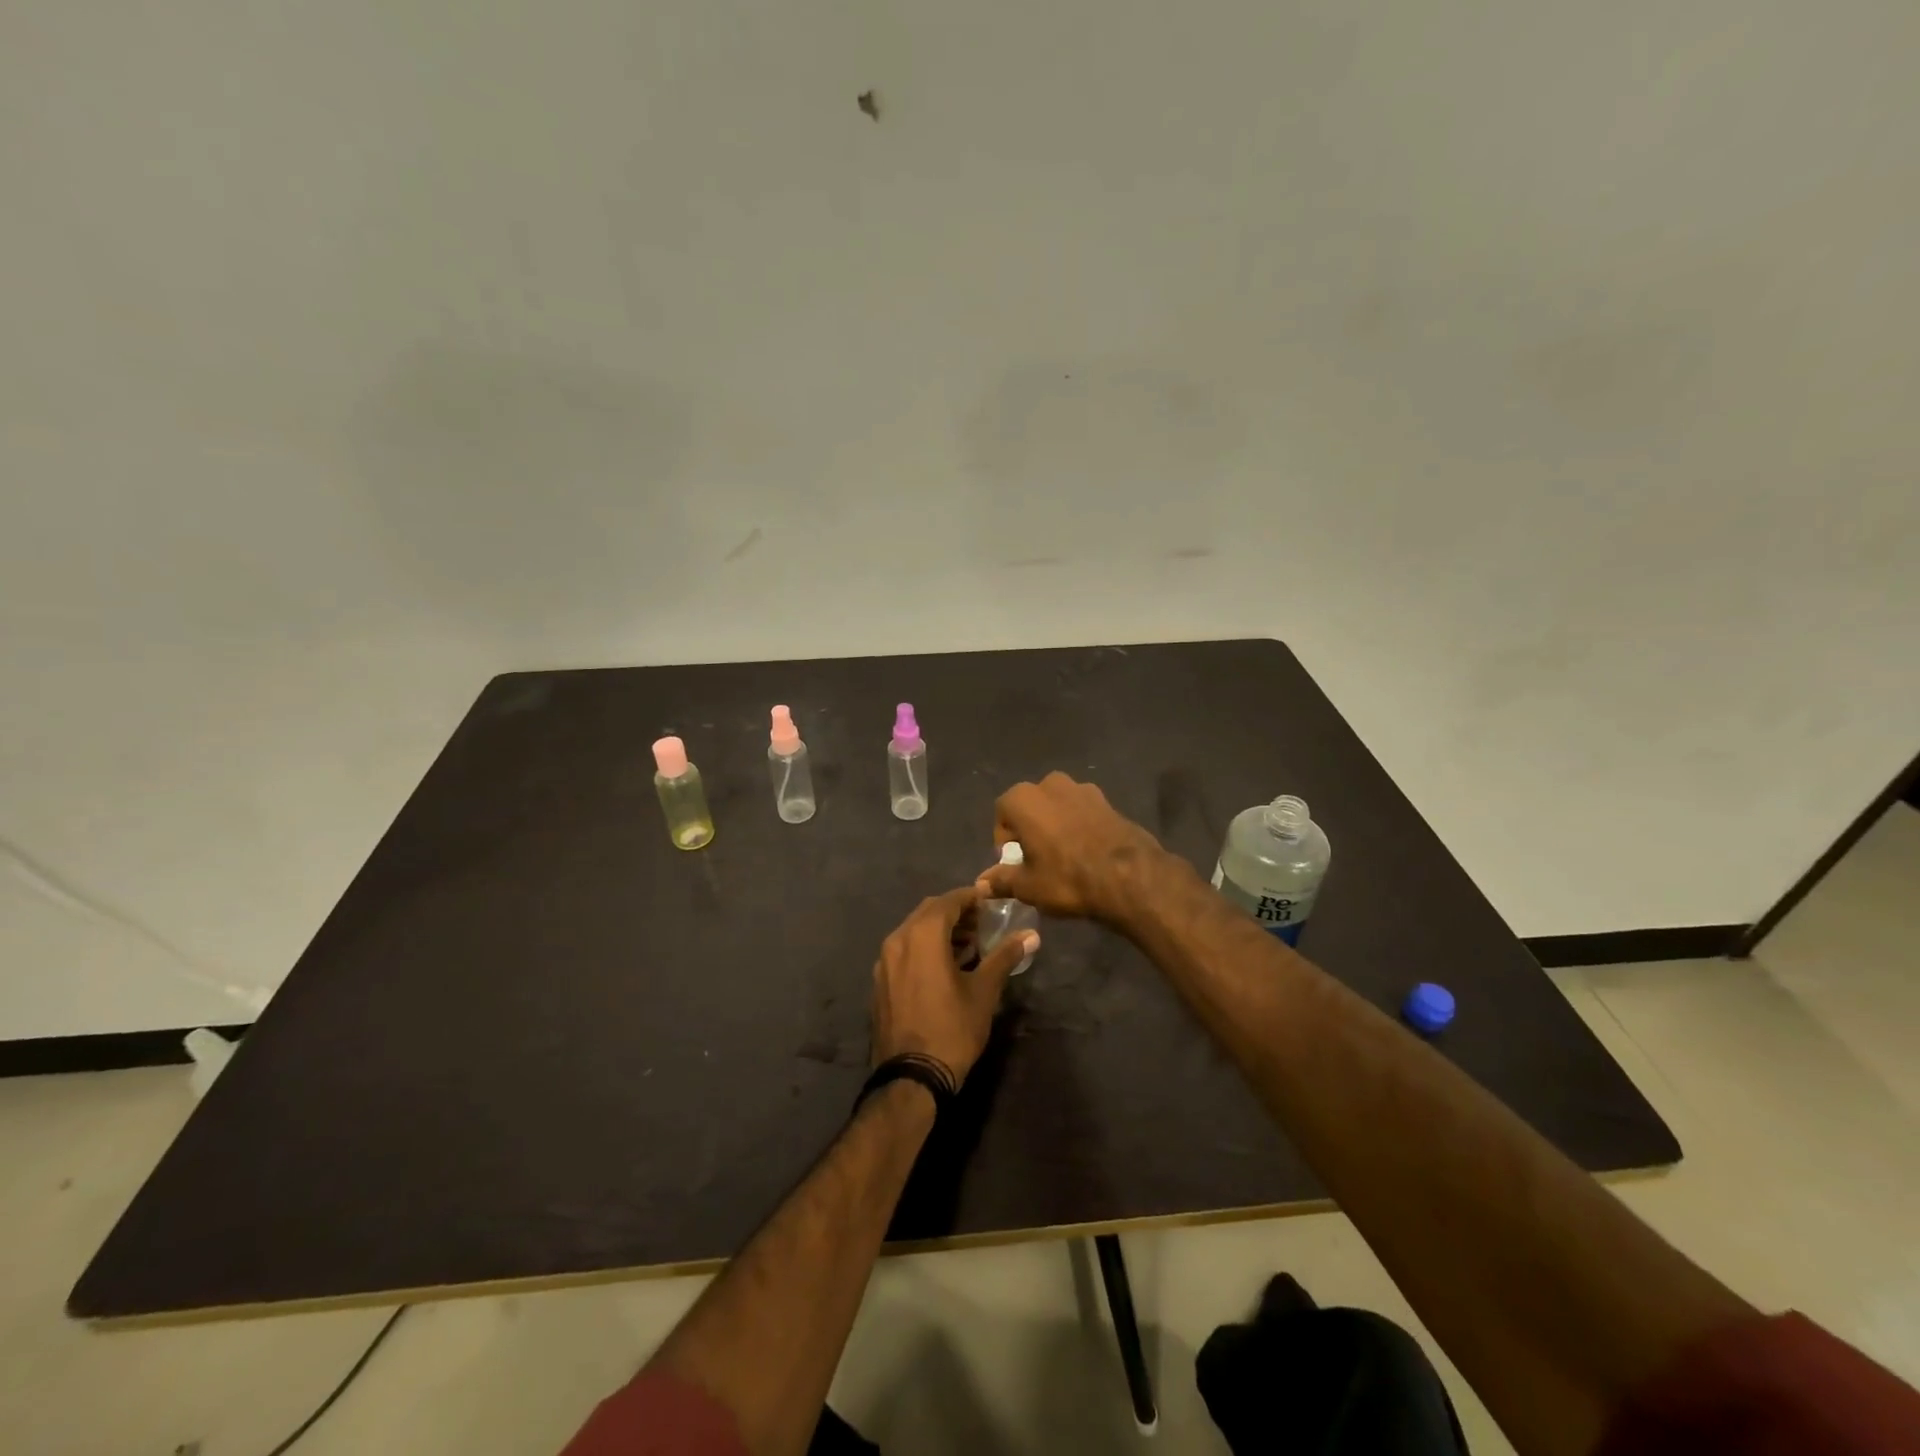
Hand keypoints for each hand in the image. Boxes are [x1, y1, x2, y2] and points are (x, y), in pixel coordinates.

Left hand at [870, 886, 1035, 1085]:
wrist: (911, 1078)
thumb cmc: (952, 1029)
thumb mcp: (984, 992)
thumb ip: (1005, 957)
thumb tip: (1031, 935)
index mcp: (922, 935)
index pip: (949, 901)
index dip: (971, 897)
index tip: (992, 901)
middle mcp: (898, 940)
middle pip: (929, 912)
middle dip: (956, 913)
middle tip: (983, 924)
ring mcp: (884, 962)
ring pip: (914, 931)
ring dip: (940, 931)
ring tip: (969, 946)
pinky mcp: (880, 981)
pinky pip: (903, 951)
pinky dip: (924, 948)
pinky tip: (944, 967)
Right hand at [977, 772, 1168, 924]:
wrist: (1129, 876)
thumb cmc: (1067, 878)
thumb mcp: (1028, 886)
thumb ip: (1001, 881)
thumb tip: (981, 884)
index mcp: (1024, 799)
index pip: (1001, 813)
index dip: (1003, 838)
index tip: (1013, 861)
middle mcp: (1050, 784)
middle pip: (1030, 805)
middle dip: (1029, 827)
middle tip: (1036, 857)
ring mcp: (1083, 789)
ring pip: (1058, 805)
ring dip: (1055, 823)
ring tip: (1062, 854)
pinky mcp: (1108, 800)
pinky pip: (1082, 811)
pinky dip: (1079, 825)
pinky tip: (1086, 851)